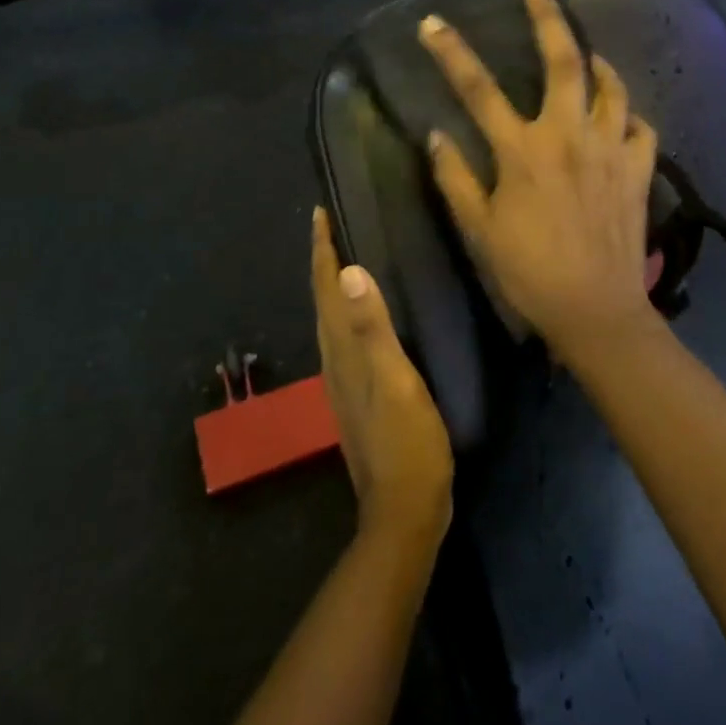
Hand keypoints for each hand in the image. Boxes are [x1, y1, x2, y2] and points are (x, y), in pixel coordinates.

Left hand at [312, 207, 453, 548]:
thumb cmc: (407, 443)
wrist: (406, 511)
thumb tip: (346, 272)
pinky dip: (348, 313)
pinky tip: (365, 315)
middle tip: (330, 224)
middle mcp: (335, 362)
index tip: (318, 213)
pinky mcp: (360, 395)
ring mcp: (346, 382)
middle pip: (322, 301)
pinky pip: (347, 338)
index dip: (321, 251)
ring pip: (332, 320)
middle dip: (322, 261)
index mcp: (341, 353)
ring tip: (343, 257)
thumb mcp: (395, 382)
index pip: (324, 290)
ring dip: (332, 286)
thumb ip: (372, 329)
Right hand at [418, 0, 659, 363]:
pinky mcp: (638, 170)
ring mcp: (610, 149)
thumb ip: (456, 178)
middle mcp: (569, 136)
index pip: (478, 89)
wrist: (596, 311)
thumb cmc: (529, 272)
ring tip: (587, 54)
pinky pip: (642, 128)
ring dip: (598, 63)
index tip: (432, 23)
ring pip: (612, 87)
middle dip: (549, 19)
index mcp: (523, 151)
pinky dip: (630, 115)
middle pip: (563, 61)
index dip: (451, 52)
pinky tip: (620, 118)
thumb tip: (437, 134)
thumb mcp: (479, 229)